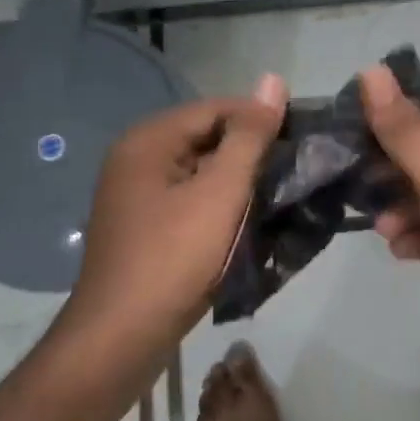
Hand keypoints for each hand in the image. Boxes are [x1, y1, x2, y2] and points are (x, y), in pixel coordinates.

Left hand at [62, 76, 287, 363]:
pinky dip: (218, 204)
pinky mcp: (142, 225)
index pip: (217, 108)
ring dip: (236, 180)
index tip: (300, 139)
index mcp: (149, 140)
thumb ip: (249, 136)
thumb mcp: (220, 192)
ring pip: (200, 170)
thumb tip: (274, 80)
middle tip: (292, 171)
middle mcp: (136, 157)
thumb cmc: (172, 258)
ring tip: (275, 194)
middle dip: (249, 152)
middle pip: (207, 137)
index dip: (260, 119)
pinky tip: (244, 220)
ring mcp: (135, 194)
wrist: (119, 340)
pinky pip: (189, 197)